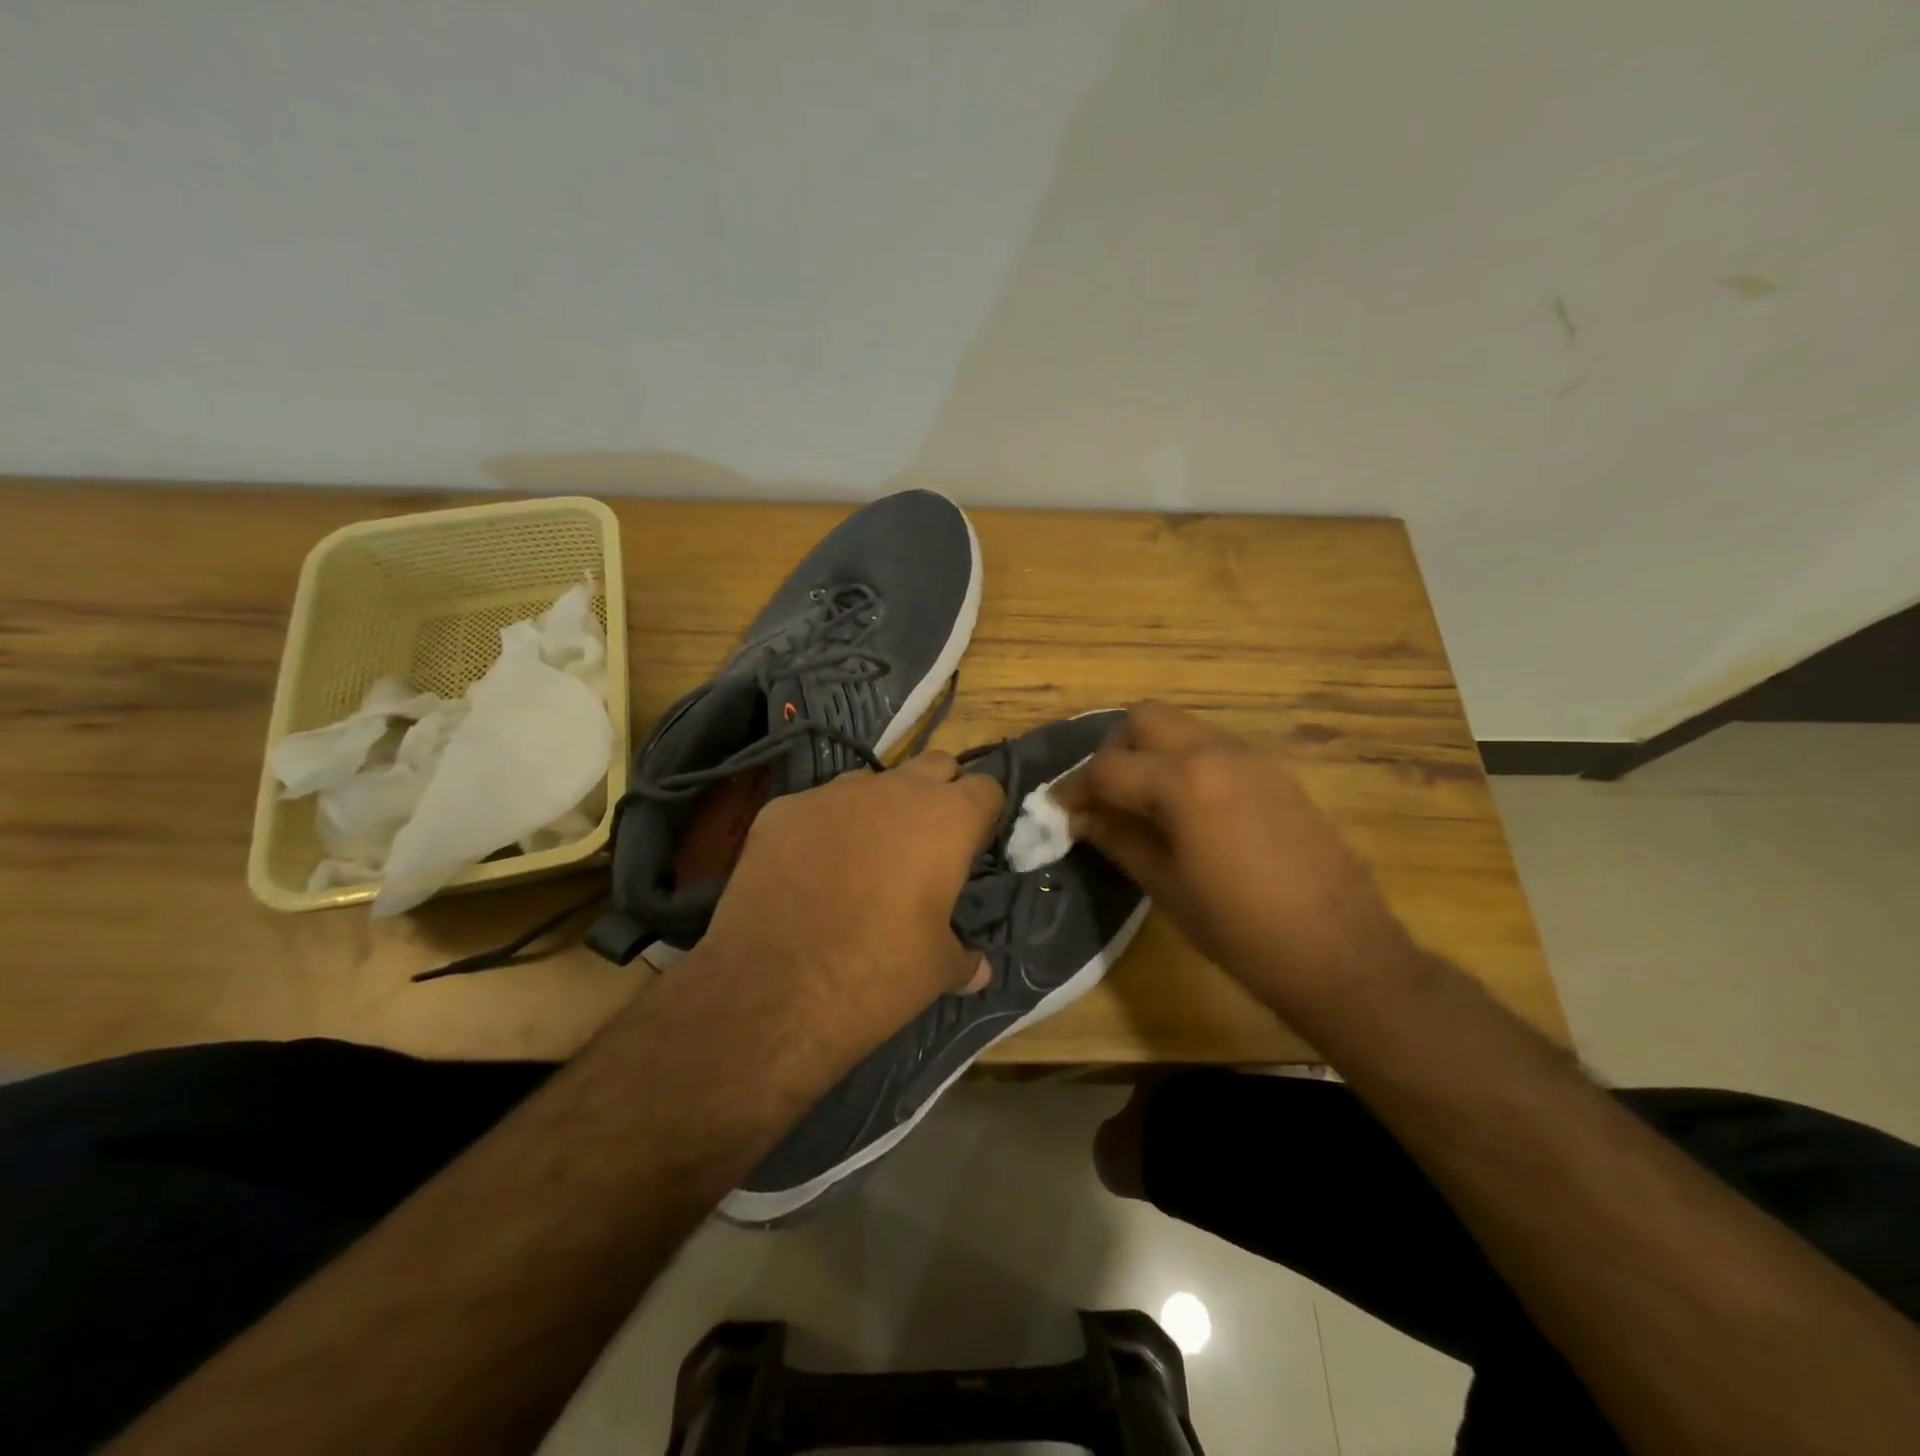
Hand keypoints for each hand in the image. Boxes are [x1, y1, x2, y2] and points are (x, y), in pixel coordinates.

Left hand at [697, 751, 1002, 1057]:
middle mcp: (893, 791)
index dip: (984, 815)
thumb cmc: (874, 974)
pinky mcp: (782, 809)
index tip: (974, 846)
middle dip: (938, 794)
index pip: (986, 787)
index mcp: (945, 820)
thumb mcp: (935, 972)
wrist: (770, 989)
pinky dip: (822, 829)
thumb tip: (977, 969)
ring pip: (871, 782)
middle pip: (934, 765)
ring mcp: (832, 794)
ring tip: (864, 859)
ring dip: (878, 809)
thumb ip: (963, 957)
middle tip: (927, 844)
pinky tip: (807, 872)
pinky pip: (816, 807)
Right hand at [1053, 703, 1407, 1010]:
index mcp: (1184, 781)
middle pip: (1145, 719)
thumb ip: (1116, 838)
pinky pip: (1214, 747)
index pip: (1108, 767)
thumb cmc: (1241, 930)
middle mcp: (1218, 751)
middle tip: (1103, 797)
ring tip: (1140, 804)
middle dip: (1113, 751)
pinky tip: (1185, 809)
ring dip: (1150, 753)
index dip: (1074, 788)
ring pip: (1182, 728)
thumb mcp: (1165, 886)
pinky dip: (1185, 763)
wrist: (1341, 953)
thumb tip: (1079, 816)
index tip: (1057, 810)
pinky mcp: (1277, 772)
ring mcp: (1254, 757)